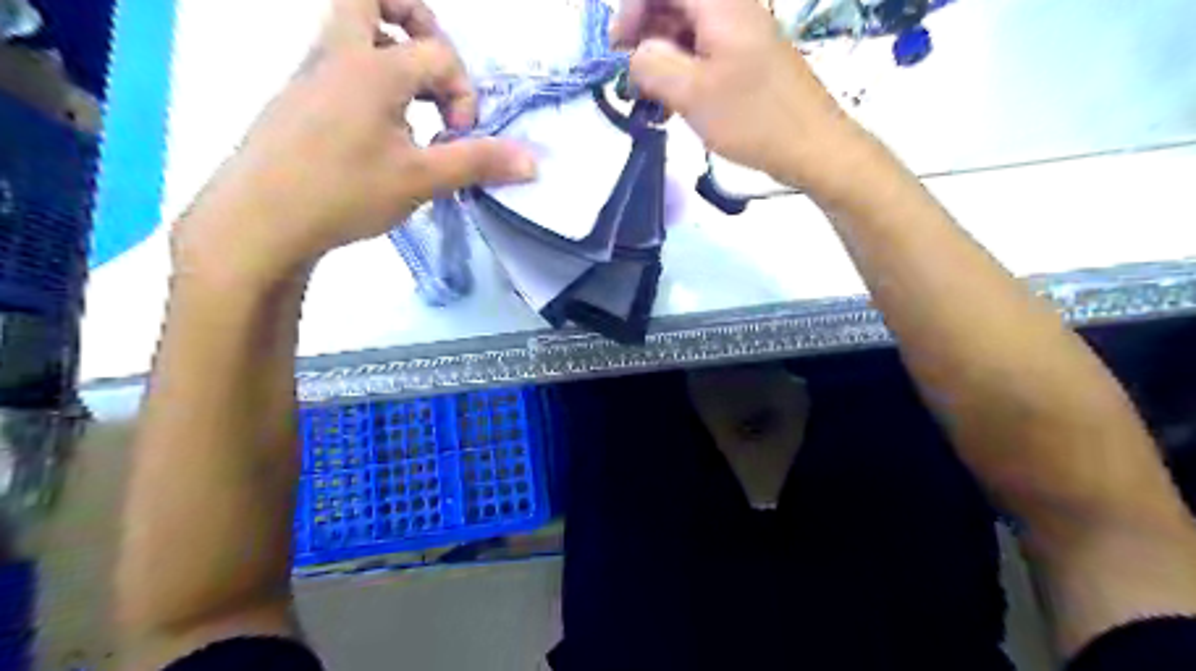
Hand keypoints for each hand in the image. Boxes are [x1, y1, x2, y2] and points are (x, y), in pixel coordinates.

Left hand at [174, 1, 536, 285]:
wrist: (258, 220)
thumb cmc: (344, 192)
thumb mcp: (421, 180)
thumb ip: (478, 162)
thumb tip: (534, 162)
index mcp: (373, 67)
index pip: (439, 54)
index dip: (463, 93)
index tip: (459, 138)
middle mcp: (338, 54)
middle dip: (414, 17)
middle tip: (434, 64)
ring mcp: (310, 73)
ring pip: (352, 29)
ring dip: (392, 51)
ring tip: (414, 106)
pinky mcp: (296, 98)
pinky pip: (338, 63)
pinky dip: (369, 77)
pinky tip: (380, 131)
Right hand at [617, 0, 870, 194]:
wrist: (812, 145)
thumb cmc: (751, 118)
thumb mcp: (691, 93)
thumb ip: (652, 65)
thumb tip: (634, 53)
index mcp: (720, 3)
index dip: (632, 9)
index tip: (618, 49)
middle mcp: (732, 7)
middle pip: (676, 3)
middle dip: (645, 32)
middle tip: (631, 76)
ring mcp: (743, 32)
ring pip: (689, 28)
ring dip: (663, 55)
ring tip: (651, 94)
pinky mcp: (748, 58)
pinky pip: (705, 50)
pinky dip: (683, 68)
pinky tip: (676, 100)